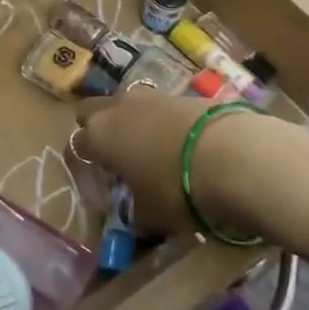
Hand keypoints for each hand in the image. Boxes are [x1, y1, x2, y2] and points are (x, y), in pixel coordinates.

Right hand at [73, 87, 208, 239]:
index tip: (98, 191)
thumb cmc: (175, 188)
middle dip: (97, 130)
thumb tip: (137, 215)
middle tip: (113, 158)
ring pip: (127, 105)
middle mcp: (117, 108)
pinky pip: (159, 108)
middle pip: (91, 111)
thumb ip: (135, 213)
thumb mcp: (150, 215)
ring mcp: (151, 96)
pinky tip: (179, 145)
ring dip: (131, 123)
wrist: (231, 155)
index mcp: (99, 136)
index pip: (76, 148)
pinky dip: (162, 123)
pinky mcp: (183, 94)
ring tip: (149, 150)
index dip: (83, 170)